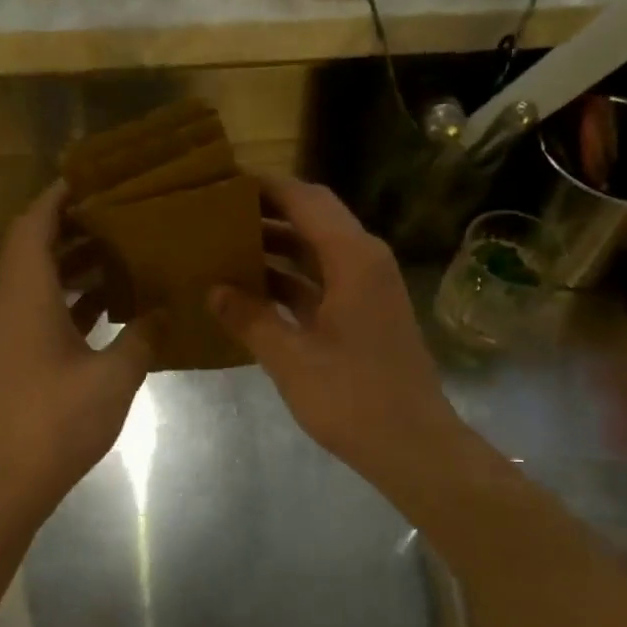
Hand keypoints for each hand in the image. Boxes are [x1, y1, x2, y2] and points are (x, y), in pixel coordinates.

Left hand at [0, 182, 154, 517]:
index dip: (59, 196)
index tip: (94, 178)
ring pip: (38, 278)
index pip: (34, 223)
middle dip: (73, 224)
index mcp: (26, 293)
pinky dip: (71, 297)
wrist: (3, 481)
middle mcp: (10, 302)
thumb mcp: (113, 376)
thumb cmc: (55, 420)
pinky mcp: (15, 356)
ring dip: (74, 261)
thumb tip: (161, 311)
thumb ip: (141, 336)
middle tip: (120, 212)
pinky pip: (42, 308)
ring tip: (122, 250)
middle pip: (34, 245)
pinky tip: (110, 304)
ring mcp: (9, 331)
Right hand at [210, 176, 462, 484]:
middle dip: (267, 212)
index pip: (305, 199)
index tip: (223, 180)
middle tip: (217, 213)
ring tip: (225, 246)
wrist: (413, 445)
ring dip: (276, 246)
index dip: (265, 186)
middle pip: (313, 218)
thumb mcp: (291, 358)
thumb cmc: (353, 398)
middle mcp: (364, 260)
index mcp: (353, 258)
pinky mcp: (364, 312)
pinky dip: (289, 279)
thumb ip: (250, 318)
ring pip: (316, 250)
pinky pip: (321, 279)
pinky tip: (251, 291)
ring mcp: (367, 287)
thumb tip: (213, 290)